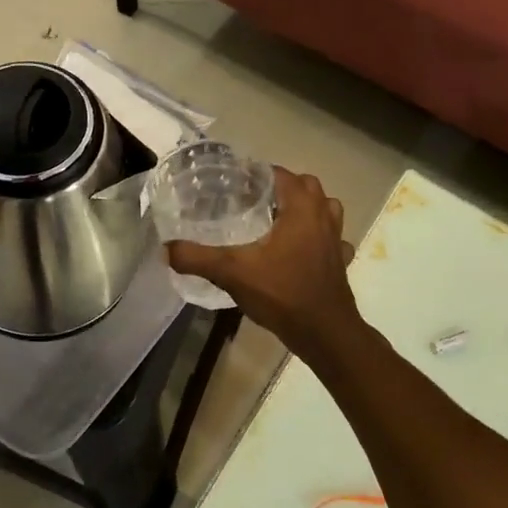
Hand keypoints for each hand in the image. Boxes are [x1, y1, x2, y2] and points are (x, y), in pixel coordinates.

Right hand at [168, 168, 362, 360]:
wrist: (324, 332)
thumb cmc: (282, 293)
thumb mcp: (232, 273)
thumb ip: (197, 258)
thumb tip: (167, 249)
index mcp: (301, 208)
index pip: (280, 174)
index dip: (257, 175)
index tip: (234, 184)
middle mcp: (323, 215)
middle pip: (306, 186)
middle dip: (281, 188)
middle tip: (253, 202)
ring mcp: (336, 238)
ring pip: (325, 209)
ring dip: (306, 209)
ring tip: (278, 221)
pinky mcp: (341, 261)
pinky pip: (332, 239)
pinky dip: (319, 239)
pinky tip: (302, 252)